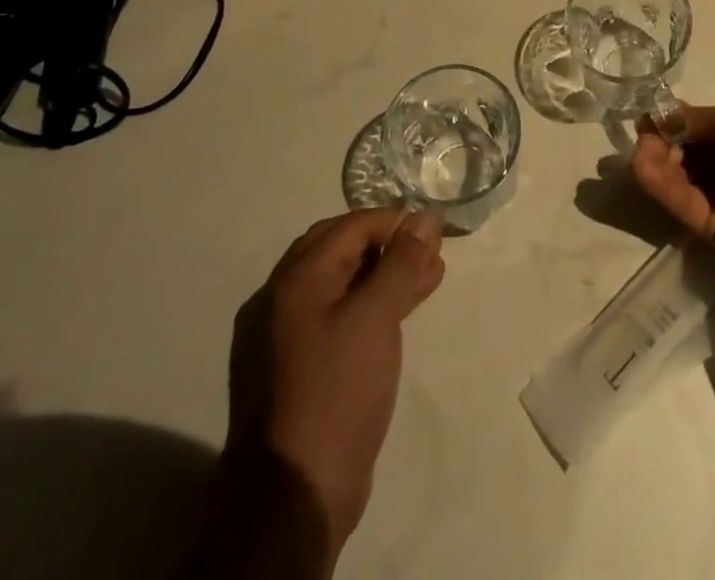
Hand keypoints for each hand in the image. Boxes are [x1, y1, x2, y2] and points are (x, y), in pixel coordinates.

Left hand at [226, 209, 444, 546]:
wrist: (295, 496)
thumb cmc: (336, 392)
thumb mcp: (376, 318)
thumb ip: (401, 263)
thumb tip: (424, 218)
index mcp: (295, 281)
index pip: (349, 228)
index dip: (392, 222)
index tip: (431, 230)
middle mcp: (283, 300)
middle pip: (341, 251)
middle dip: (389, 245)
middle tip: (430, 251)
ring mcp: (287, 337)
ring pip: (343, 285)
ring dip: (385, 275)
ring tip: (430, 276)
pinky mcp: (300, 369)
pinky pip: (339, 316)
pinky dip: (372, 305)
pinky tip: (401, 311)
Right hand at [630, 102, 714, 291]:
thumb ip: (700, 119)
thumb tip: (667, 115)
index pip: (707, 124)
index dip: (679, 119)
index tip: (651, 114)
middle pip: (692, 150)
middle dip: (666, 139)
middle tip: (642, 134)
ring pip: (685, 176)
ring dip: (659, 161)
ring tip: (637, 151)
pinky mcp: (714, 230)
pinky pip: (685, 203)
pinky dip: (663, 186)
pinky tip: (640, 168)